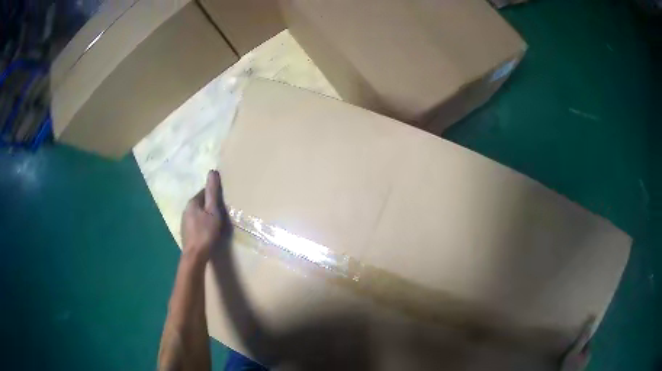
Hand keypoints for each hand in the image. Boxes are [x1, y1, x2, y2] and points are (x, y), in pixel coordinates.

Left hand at [181, 170, 227, 263]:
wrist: (195, 256)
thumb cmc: (206, 233)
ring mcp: (184, 221)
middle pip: (201, 202)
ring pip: (198, 213)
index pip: (205, 191)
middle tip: (221, 214)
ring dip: (206, 215)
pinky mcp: (185, 232)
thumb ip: (213, 193)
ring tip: (216, 223)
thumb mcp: (213, 212)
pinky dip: (202, 224)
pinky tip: (207, 232)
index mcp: (192, 202)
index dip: (215, 196)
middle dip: (210, 206)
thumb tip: (212, 171)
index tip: (223, 203)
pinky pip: (195, 222)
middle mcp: (186, 209)